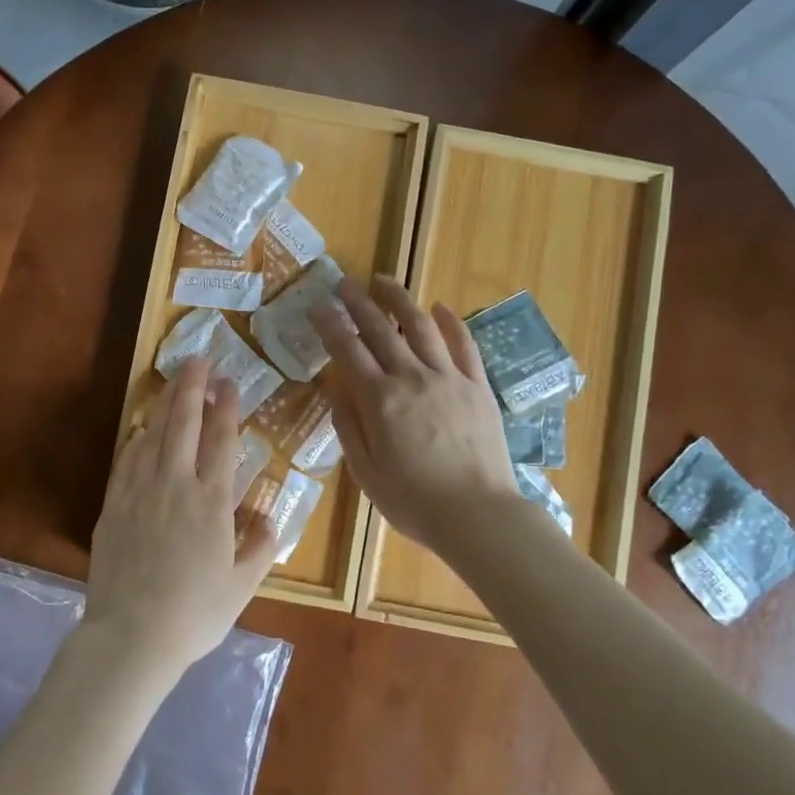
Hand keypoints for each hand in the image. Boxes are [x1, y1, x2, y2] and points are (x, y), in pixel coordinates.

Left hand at [83, 357, 278, 677]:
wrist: (132, 637)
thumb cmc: (194, 614)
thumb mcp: (242, 586)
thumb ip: (260, 548)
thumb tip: (268, 518)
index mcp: (212, 503)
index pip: (221, 442)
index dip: (226, 408)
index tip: (228, 382)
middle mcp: (176, 486)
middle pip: (184, 425)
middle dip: (192, 388)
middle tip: (198, 359)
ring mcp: (140, 492)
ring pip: (153, 435)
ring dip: (165, 404)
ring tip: (173, 381)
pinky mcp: (114, 505)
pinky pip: (127, 459)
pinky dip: (137, 437)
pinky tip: (142, 428)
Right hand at [309, 274, 522, 552]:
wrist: (478, 514)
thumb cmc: (413, 501)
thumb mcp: (365, 471)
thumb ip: (348, 425)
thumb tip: (334, 388)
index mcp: (379, 400)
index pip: (348, 350)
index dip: (330, 325)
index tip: (317, 306)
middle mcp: (412, 377)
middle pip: (381, 329)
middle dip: (358, 302)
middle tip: (344, 282)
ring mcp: (449, 378)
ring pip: (421, 326)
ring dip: (399, 299)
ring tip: (384, 281)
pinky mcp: (478, 385)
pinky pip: (463, 344)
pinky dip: (451, 322)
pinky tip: (440, 307)